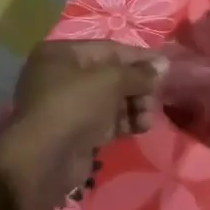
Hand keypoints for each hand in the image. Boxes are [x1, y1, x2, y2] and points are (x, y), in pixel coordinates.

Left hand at [0, 41, 164, 209]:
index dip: (139, 58)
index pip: (109, 49)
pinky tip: (140, 128)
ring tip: (147, 119)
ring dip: (134, 107)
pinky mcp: (75, 131)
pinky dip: (124, 123)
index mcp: (61, 54)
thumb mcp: (111, 80)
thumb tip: (164, 64)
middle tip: (155, 98)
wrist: (44, 160)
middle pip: (111, 76)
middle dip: (137, 87)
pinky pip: (105, 120)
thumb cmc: (74, 106)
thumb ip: (139, 73)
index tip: (165, 67)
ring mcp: (67, 106)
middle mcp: (61, 76)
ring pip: (111, 100)